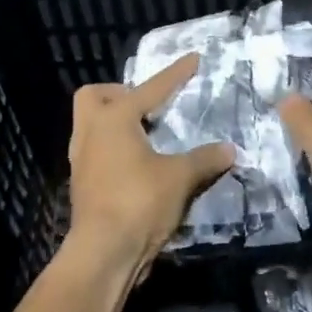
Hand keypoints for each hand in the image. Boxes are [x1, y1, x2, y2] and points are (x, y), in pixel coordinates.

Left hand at [68, 54, 234, 274]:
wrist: (103, 253)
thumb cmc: (139, 203)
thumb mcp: (179, 178)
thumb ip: (204, 159)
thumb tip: (228, 149)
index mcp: (114, 119)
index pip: (150, 89)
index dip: (175, 75)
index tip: (193, 59)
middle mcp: (91, 132)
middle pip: (95, 96)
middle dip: (119, 93)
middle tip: (147, 107)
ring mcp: (82, 159)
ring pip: (90, 125)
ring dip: (115, 122)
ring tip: (146, 134)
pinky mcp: (82, 184)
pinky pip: (95, 151)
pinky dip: (115, 148)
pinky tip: (138, 163)